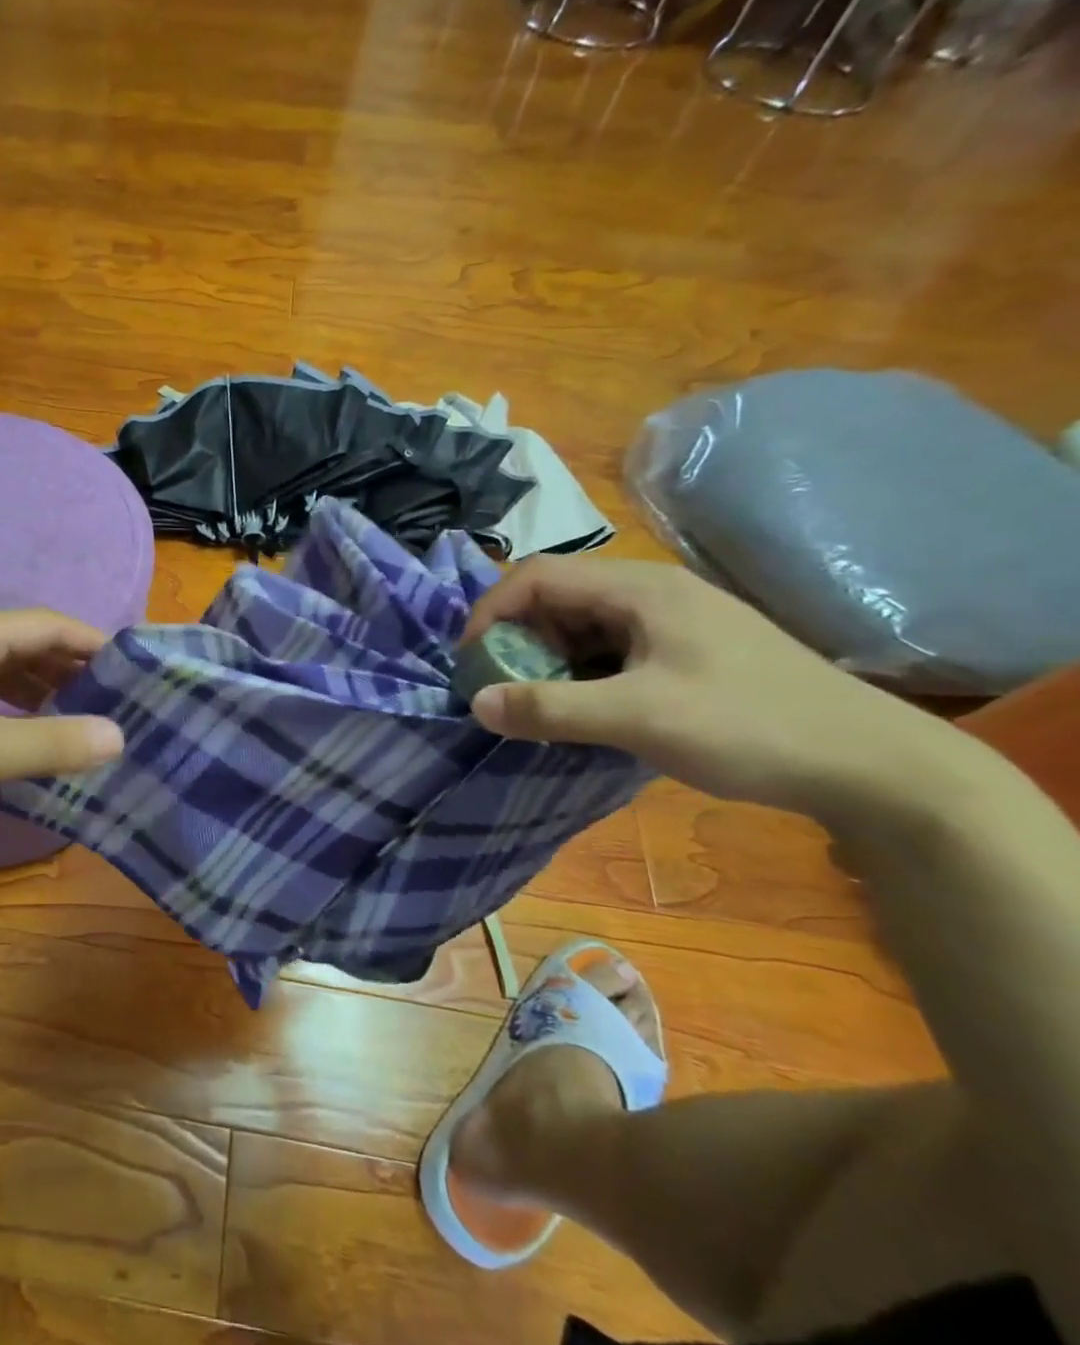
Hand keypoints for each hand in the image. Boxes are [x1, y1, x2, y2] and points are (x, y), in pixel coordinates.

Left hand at [0, 610, 123, 829]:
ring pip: (6, 675)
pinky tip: (27, 741)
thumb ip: (51, 743)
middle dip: (75, 672)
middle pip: (31, 647)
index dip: (97, 644)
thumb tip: (120, 736)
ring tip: (82, 724)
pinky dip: (14, 714)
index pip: (53, 625)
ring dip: (44, 695)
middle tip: (117, 705)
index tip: (137, 672)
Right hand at [460, 556, 966, 822]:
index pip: (536, 576)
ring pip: (580, 627)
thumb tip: (474, 703)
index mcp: (640, 589)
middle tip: (501, 689)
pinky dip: (579, 675)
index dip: (491, 612)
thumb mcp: (638, 718)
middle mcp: (651, 593)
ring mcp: (672, 623)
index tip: (470, 662)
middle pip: (556, 598)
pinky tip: (582, 710)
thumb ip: (550, 708)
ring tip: (537, 704)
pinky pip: (609, 651)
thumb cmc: (750, 727)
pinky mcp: (686, 652)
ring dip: (546, 661)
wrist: (875, 768)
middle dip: (516, 640)